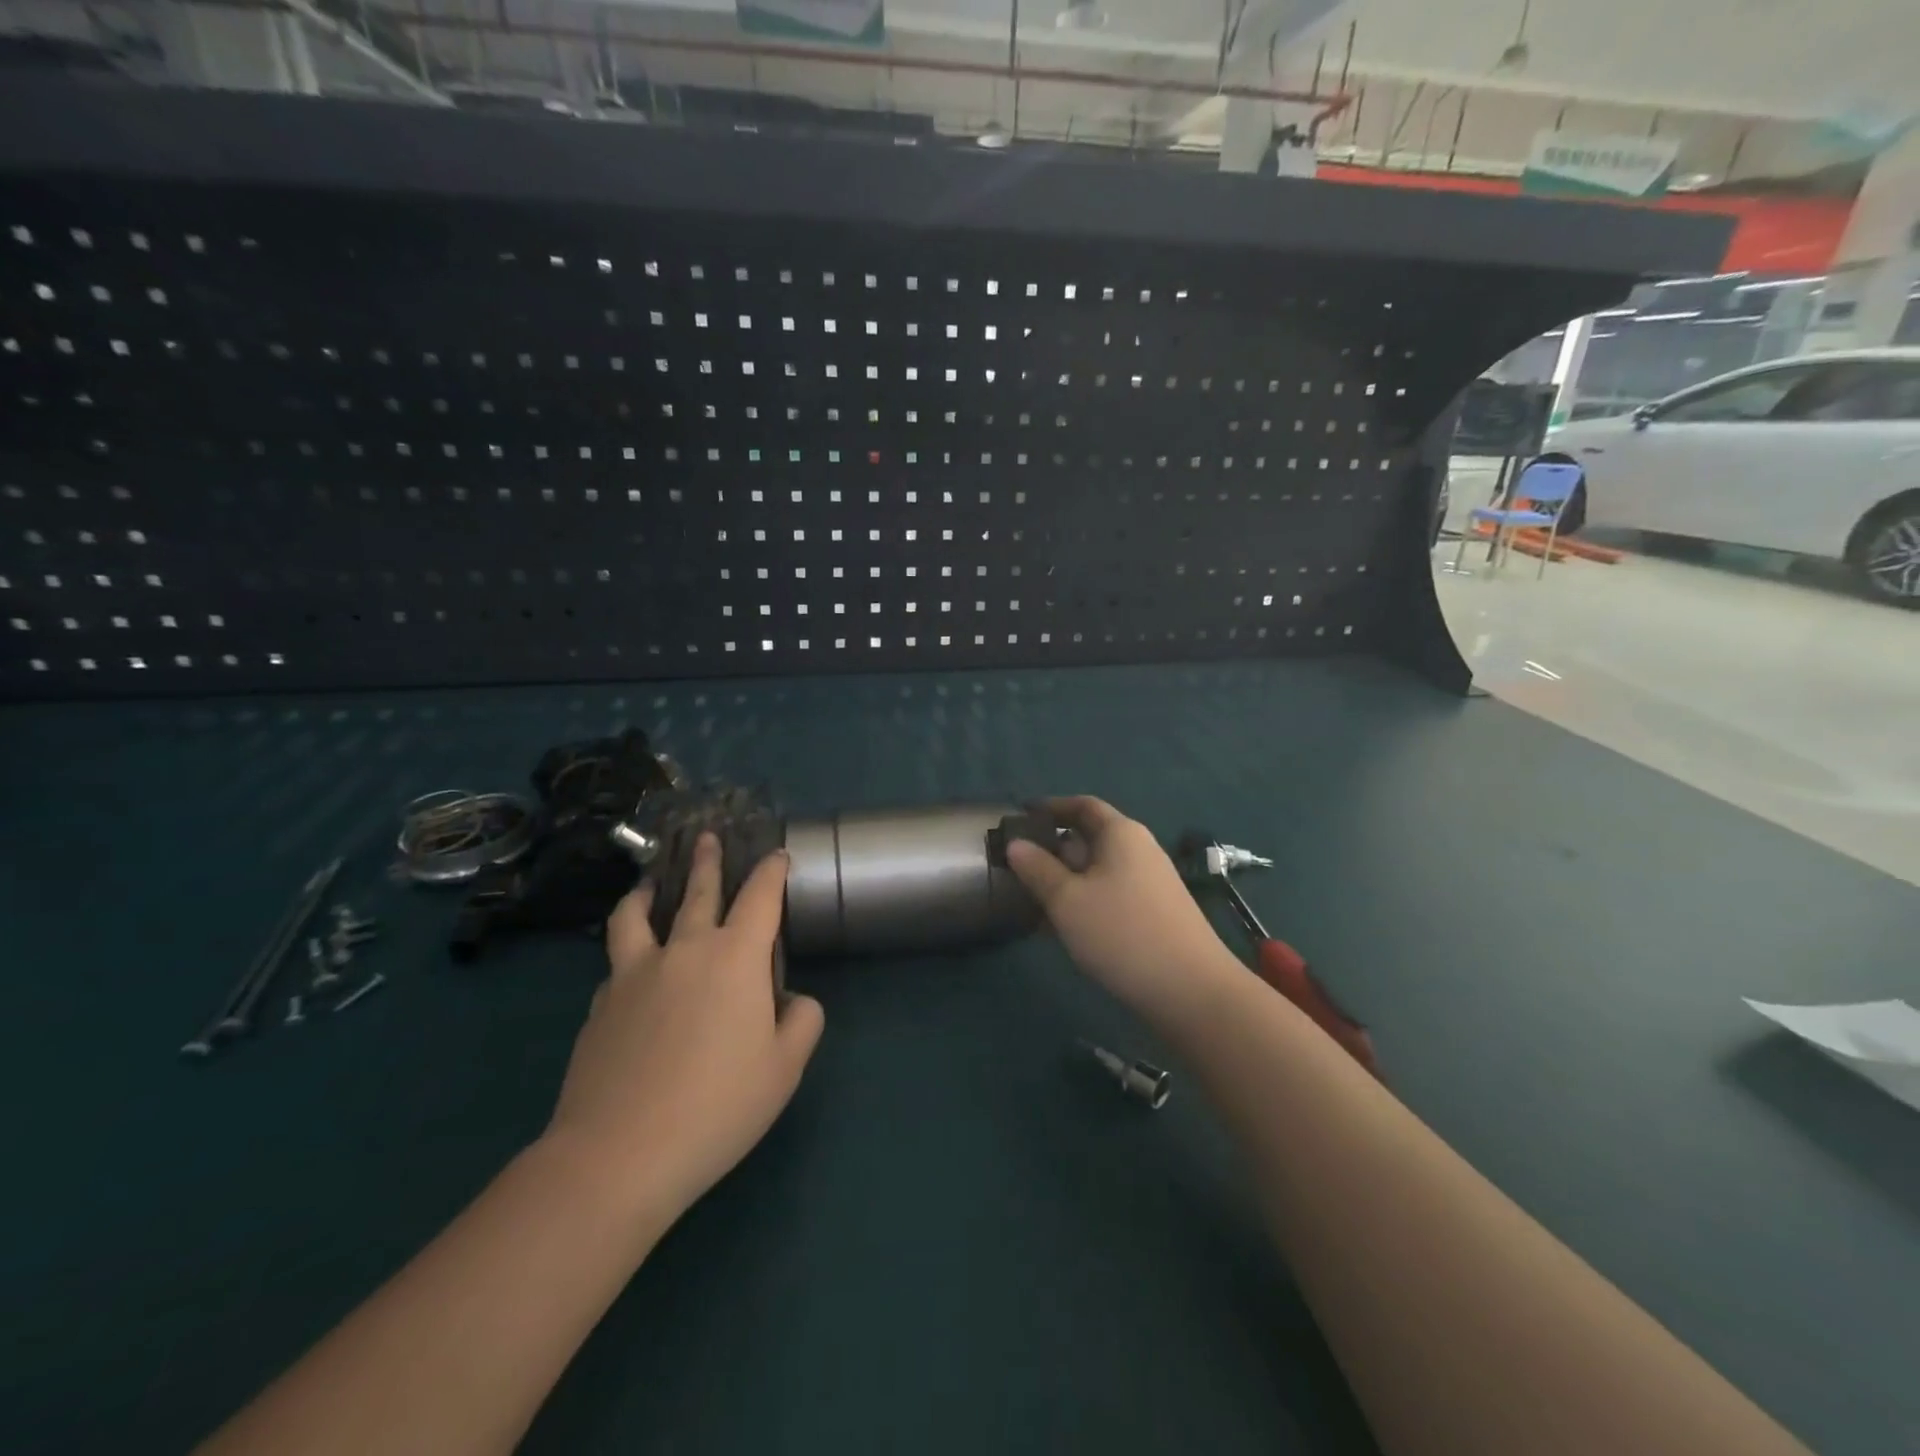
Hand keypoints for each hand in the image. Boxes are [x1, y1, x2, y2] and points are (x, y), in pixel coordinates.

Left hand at [543, 833, 824, 1222]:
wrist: (619, 1153)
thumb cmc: (718, 1106)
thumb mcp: (785, 1068)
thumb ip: (802, 1021)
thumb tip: (791, 999)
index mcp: (736, 958)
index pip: (760, 897)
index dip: (771, 871)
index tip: (776, 855)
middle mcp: (685, 950)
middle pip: (697, 891)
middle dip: (707, 861)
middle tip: (707, 838)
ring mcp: (634, 974)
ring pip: (636, 916)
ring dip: (644, 893)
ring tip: (645, 884)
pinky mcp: (600, 1005)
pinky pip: (616, 965)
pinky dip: (627, 955)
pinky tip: (629, 970)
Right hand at [1006, 797, 1240, 1025]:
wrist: (1192, 991)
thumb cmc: (1122, 933)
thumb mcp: (1067, 900)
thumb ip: (1037, 869)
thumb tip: (1016, 844)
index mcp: (1121, 834)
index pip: (1083, 806)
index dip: (1051, 807)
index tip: (1021, 817)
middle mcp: (1138, 850)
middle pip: (1089, 839)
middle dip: (1052, 851)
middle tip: (1016, 868)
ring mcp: (1149, 884)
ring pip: (1097, 872)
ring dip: (1065, 882)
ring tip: (1030, 902)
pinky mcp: (1154, 914)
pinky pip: (1110, 896)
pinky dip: (1083, 903)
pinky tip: (1061, 929)